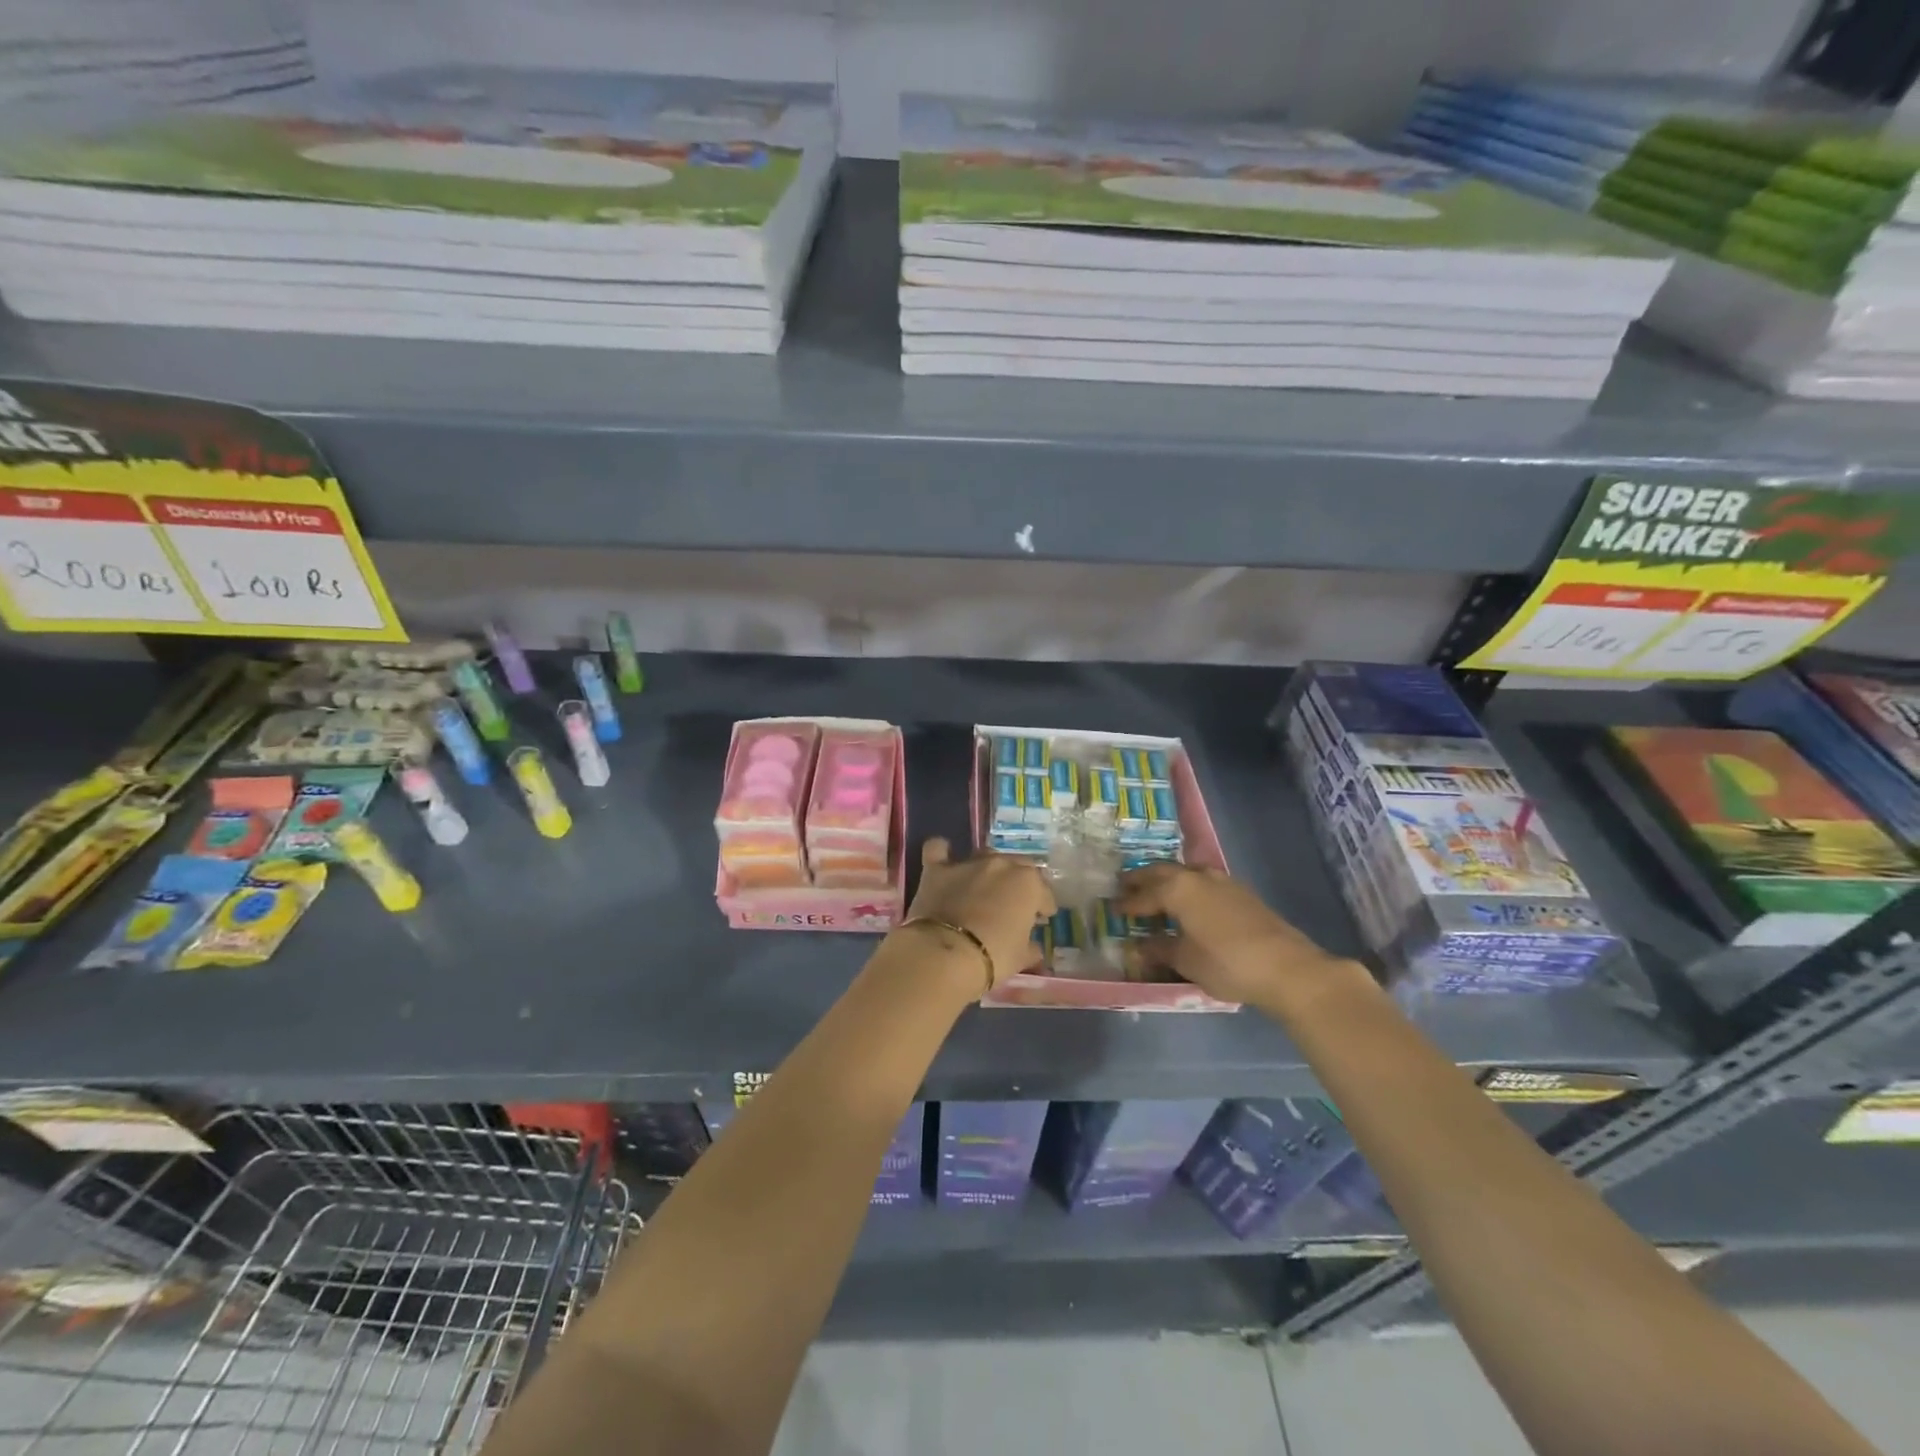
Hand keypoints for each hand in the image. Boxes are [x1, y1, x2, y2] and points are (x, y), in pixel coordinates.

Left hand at [900, 838, 1054, 989]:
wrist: (945, 954)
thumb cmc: (993, 957)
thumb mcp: (1020, 958)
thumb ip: (1029, 948)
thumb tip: (1032, 949)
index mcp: (1028, 883)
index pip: (1043, 891)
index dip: (1043, 905)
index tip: (1041, 917)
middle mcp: (1000, 864)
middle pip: (1017, 865)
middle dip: (1019, 882)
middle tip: (1015, 902)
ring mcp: (968, 863)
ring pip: (985, 855)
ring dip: (989, 868)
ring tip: (985, 886)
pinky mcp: (937, 869)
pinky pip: (938, 849)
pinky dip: (942, 852)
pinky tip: (944, 859)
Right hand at [1118, 862, 1353, 1006]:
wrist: (1287, 968)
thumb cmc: (1227, 963)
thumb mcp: (1186, 960)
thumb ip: (1159, 949)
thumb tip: (1138, 947)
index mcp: (1178, 889)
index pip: (1144, 894)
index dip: (1127, 903)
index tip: (1113, 908)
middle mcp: (1198, 877)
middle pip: (1163, 871)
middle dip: (1143, 878)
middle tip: (1126, 885)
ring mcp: (1223, 882)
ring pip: (1186, 873)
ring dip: (1168, 879)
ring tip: (1157, 891)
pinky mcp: (1242, 893)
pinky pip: (1204, 882)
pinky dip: (1188, 888)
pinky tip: (1190, 903)